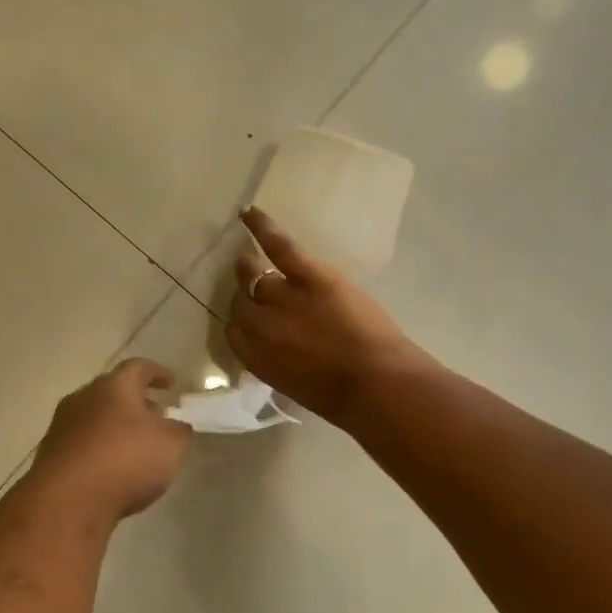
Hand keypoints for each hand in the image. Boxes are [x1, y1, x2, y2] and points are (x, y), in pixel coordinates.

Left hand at [31, 359, 192, 517]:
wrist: (66, 501)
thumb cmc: (124, 461)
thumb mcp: (170, 446)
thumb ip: (179, 432)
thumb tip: (177, 425)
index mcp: (113, 387)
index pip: (138, 368)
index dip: (157, 373)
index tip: (171, 383)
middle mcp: (83, 398)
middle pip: (113, 392)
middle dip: (136, 402)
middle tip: (156, 416)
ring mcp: (62, 426)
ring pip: (95, 417)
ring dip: (116, 426)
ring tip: (136, 446)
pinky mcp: (51, 454)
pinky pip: (83, 443)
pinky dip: (100, 448)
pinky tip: (112, 469)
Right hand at [229, 207, 428, 425]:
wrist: (378, 385)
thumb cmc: (343, 399)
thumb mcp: (297, 386)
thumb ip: (278, 362)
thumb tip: (278, 348)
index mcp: (256, 359)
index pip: (233, 332)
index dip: (242, 324)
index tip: (251, 321)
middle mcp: (259, 326)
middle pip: (241, 303)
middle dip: (247, 298)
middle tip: (256, 291)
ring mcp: (282, 298)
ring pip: (253, 276)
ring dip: (249, 268)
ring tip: (247, 258)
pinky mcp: (309, 276)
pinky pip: (279, 246)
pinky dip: (263, 227)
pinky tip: (248, 213)